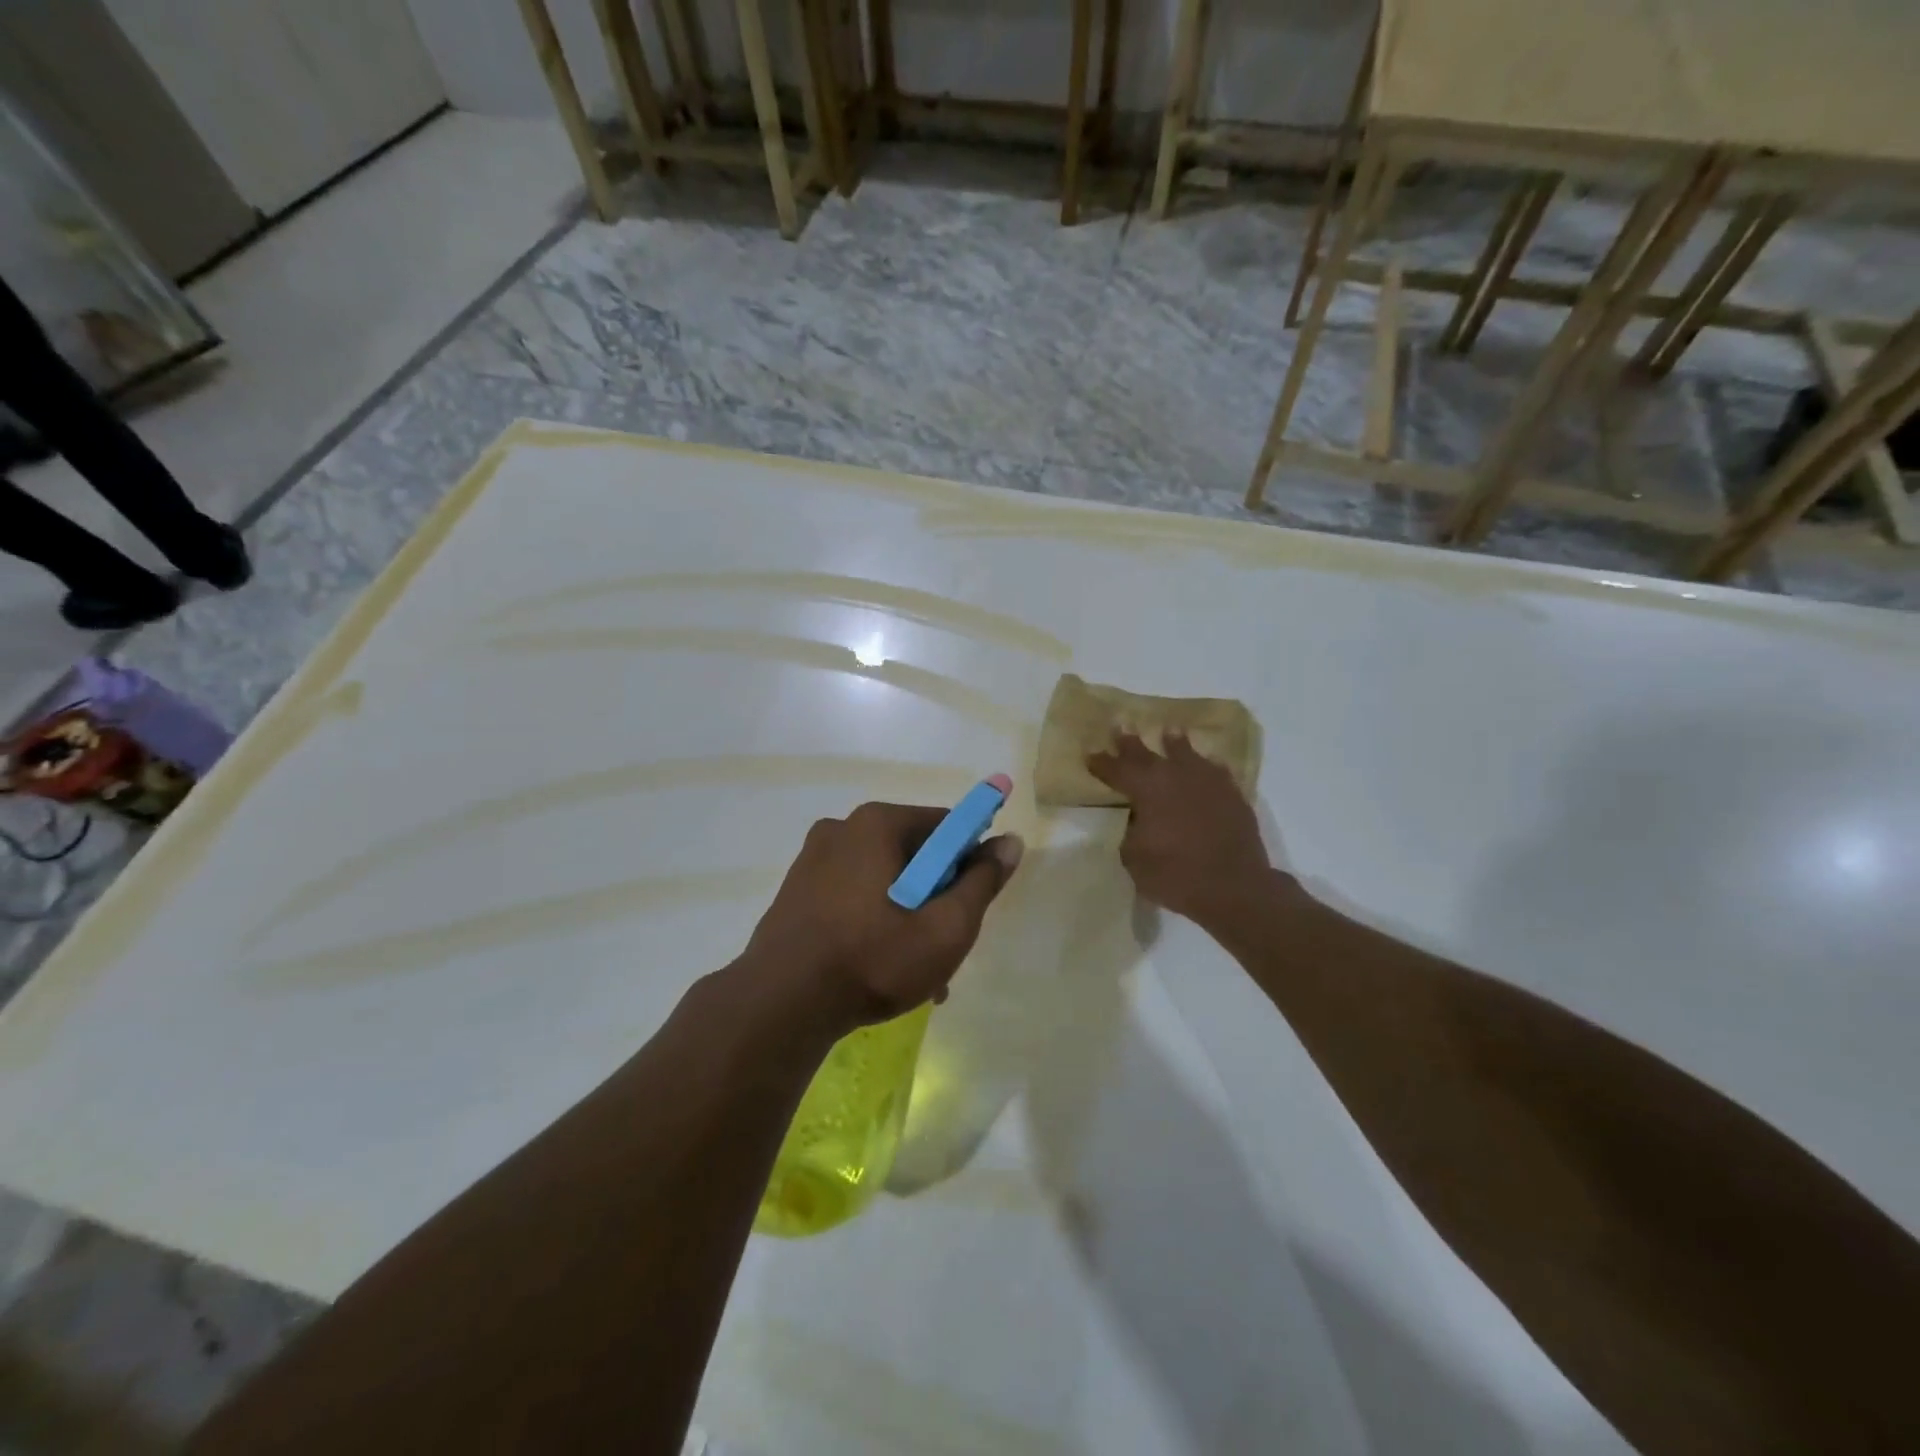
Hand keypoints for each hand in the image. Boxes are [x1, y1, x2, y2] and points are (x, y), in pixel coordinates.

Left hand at [742, 801, 1023, 1033]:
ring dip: (907, 917)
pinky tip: (879, 969)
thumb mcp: (945, 928)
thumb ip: (982, 882)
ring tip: (916, 975)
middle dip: (936, 898)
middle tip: (943, 948)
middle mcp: (841, 829)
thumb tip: (1010, 841)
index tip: (968, 907)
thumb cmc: (872, 960)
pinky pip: (852, 897)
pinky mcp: (796, 892)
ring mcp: (812, 860)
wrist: (779, 1006)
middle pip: (914, 855)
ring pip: (883, 881)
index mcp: (877, 823)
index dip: (968, 864)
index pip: (946, 827)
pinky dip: (873, 923)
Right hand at [1087, 733, 1270, 926]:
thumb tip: (1139, 818)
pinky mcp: (1232, 794)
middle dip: (1130, 741)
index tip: (1090, 753)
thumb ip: (1131, 831)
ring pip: (1187, 754)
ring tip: (1170, 731)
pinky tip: (1208, 764)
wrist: (1234, 887)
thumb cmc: (1175, 875)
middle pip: (1147, 754)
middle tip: (1121, 724)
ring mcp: (1207, 782)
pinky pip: (1216, 771)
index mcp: (1146, 789)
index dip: (1101, 762)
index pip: (1116, 770)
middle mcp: (1175, 776)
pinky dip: (1207, 766)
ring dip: (1175, 742)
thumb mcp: (1134, 858)